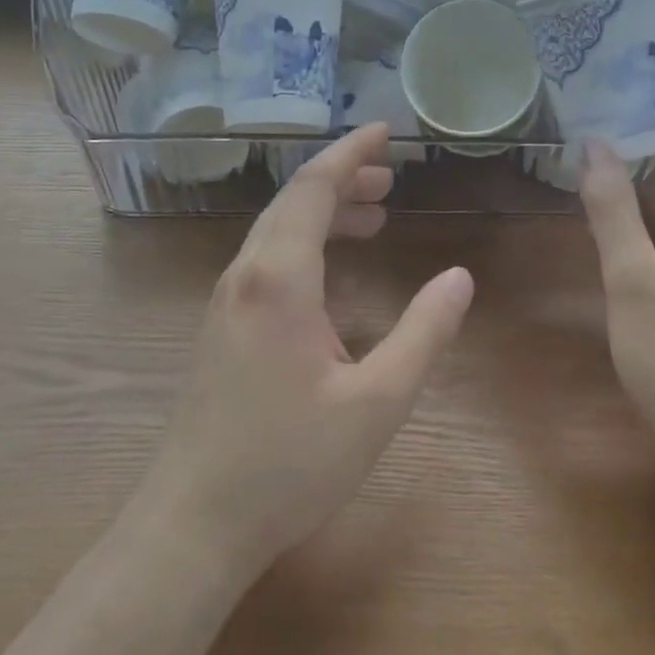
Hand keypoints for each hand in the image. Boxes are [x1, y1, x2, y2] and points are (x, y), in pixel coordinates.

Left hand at [145, 124, 473, 576]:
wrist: (195, 523)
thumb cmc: (290, 463)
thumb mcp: (377, 403)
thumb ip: (424, 334)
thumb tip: (460, 278)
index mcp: (279, 279)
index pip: (312, 188)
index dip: (349, 153)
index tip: (383, 131)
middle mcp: (245, 275)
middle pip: (292, 201)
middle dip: (341, 178)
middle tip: (390, 177)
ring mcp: (226, 302)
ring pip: (277, 231)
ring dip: (323, 212)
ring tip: (374, 214)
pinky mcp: (222, 327)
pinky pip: (267, 260)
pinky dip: (306, 244)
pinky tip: (333, 271)